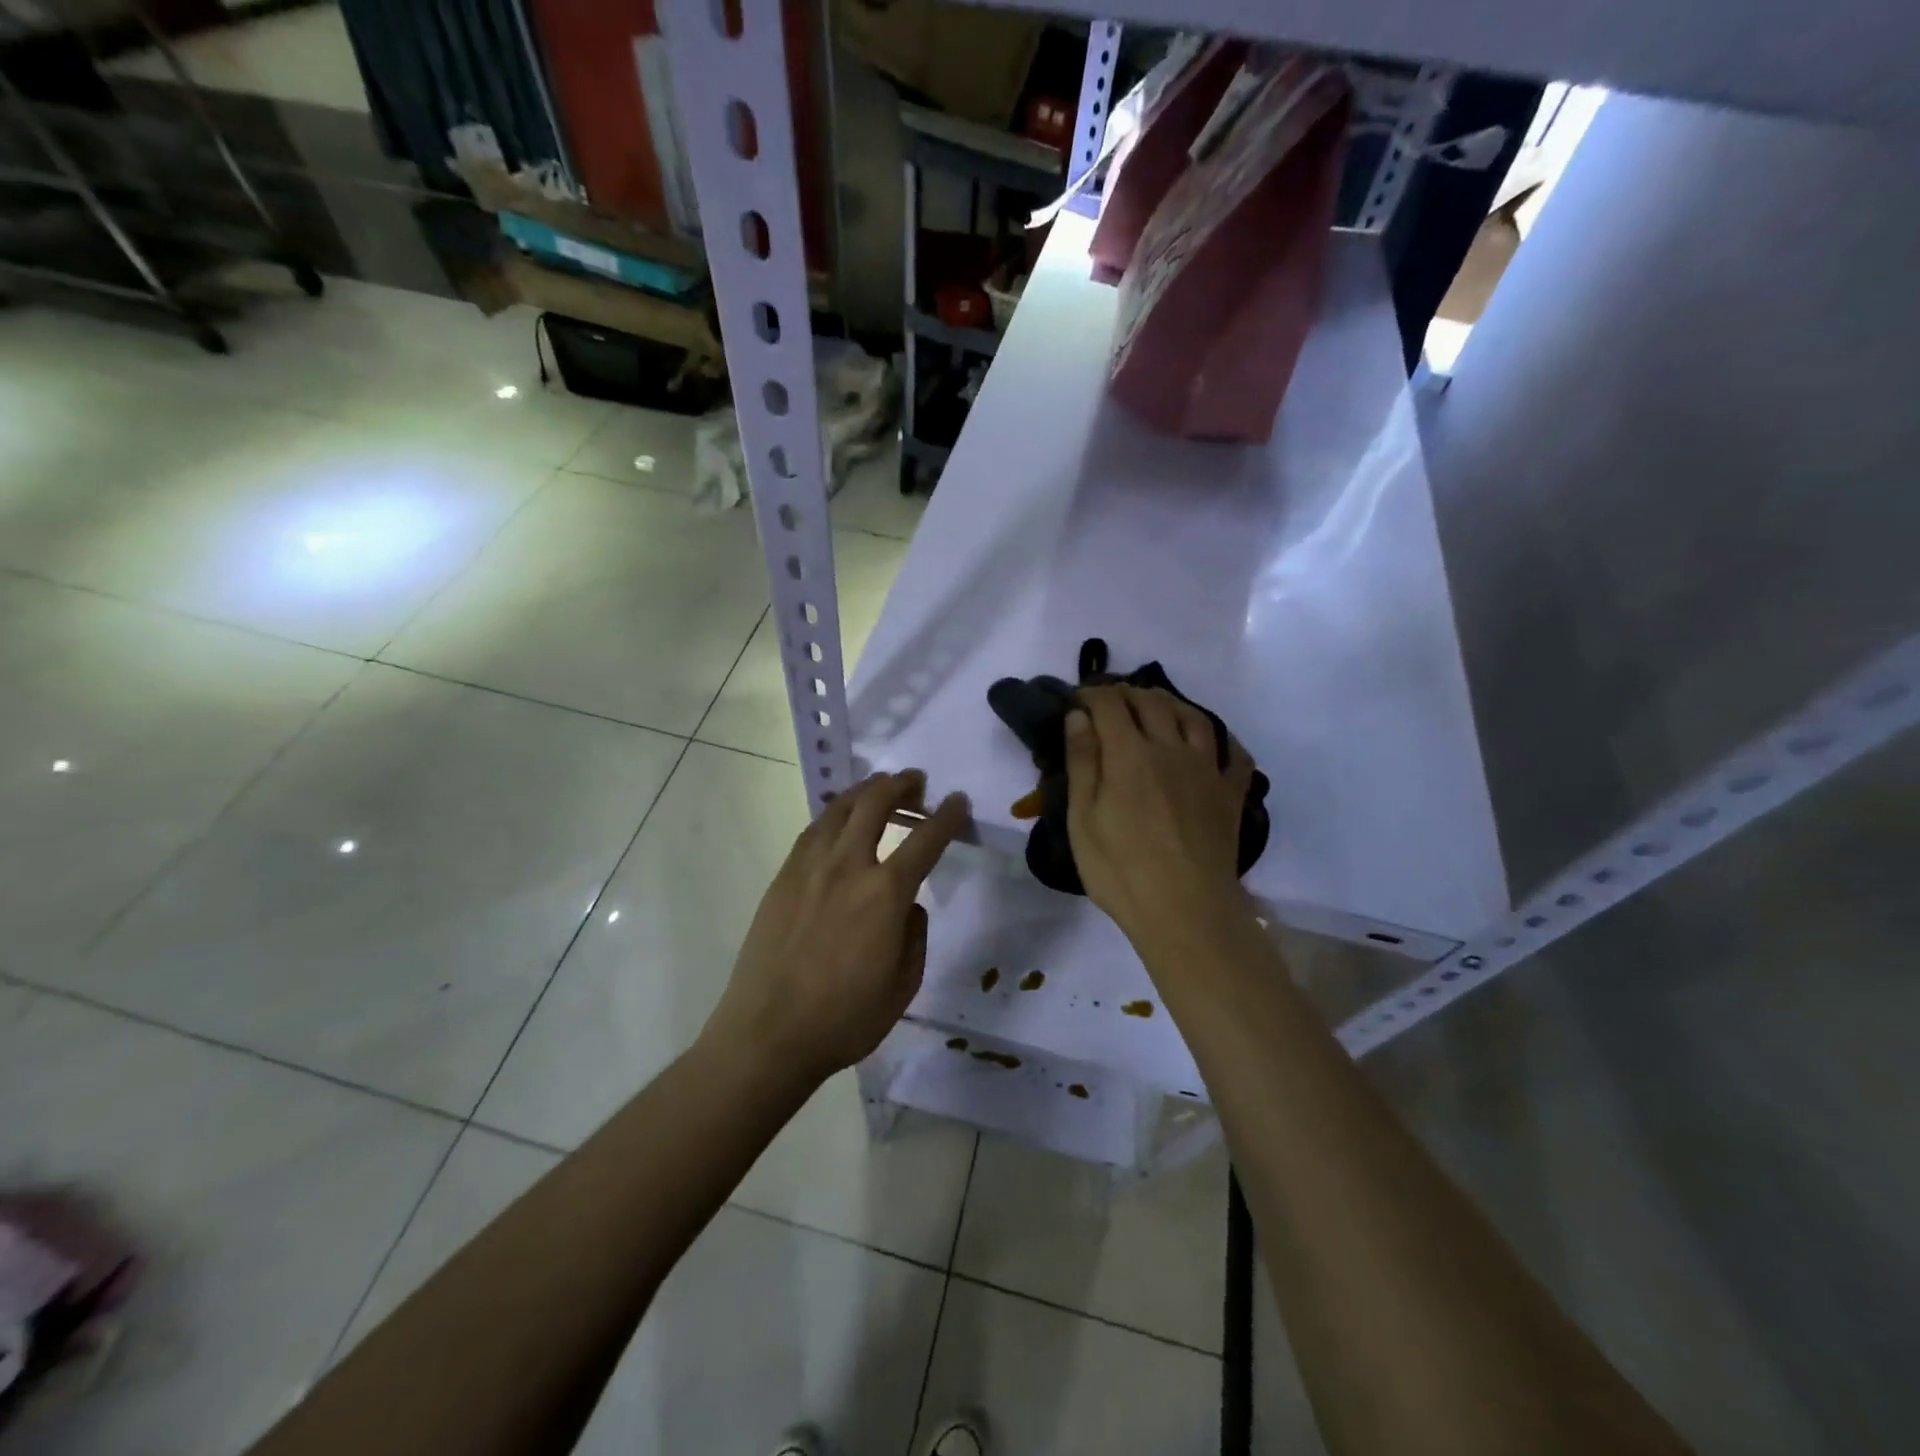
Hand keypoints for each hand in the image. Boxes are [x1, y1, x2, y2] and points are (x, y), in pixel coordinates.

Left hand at [705, 770, 969, 1080]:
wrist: (768, 1034)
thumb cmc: (844, 1019)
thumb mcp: (904, 986)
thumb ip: (915, 936)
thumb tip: (908, 906)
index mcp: (885, 894)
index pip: (926, 840)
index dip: (948, 816)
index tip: (958, 801)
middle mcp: (847, 867)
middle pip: (876, 804)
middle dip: (901, 785)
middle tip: (916, 781)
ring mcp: (809, 868)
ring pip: (839, 809)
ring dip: (864, 791)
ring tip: (879, 788)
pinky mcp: (782, 878)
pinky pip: (813, 831)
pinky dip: (834, 815)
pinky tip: (839, 820)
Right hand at [1063, 686, 1253, 945]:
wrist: (1185, 911)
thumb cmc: (1121, 869)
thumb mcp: (1083, 818)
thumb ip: (1082, 762)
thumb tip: (1078, 716)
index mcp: (1130, 754)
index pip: (1110, 705)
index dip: (1091, 694)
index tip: (1076, 699)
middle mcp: (1172, 749)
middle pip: (1152, 702)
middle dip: (1127, 693)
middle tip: (1110, 700)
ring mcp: (1208, 770)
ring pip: (1194, 717)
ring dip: (1171, 703)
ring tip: (1156, 706)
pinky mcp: (1231, 794)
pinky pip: (1234, 754)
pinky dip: (1222, 739)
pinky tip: (1212, 744)